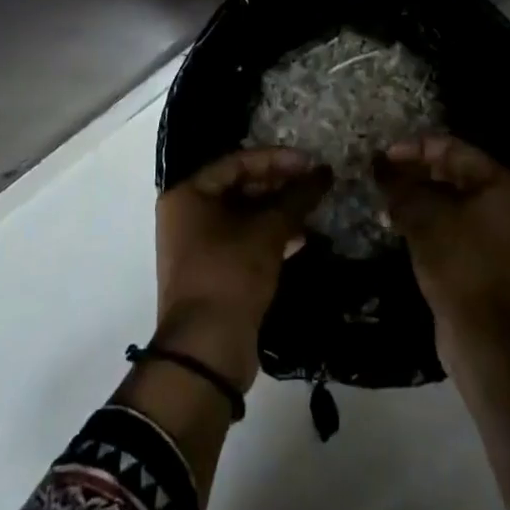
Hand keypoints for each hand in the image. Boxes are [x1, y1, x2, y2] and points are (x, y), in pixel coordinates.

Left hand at [154, 147, 330, 390]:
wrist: (206, 349)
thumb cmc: (231, 275)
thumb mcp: (267, 232)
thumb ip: (296, 198)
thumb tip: (323, 173)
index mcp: (188, 194)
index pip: (237, 162)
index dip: (276, 159)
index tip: (310, 162)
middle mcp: (186, 214)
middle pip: (239, 187)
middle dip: (279, 184)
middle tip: (314, 184)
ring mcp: (196, 244)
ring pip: (243, 215)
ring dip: (278, 210)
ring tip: (313, 208)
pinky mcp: (210, 270)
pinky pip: (242, 239)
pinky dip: (269, 235)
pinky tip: (301, 237)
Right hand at [377, 135, 509, 356]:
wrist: (482, 333)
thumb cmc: (458, 263)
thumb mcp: (423, 218)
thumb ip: (399, 186)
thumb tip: (377, 164)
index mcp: (500, 181)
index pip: (452, 148)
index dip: (413, 148)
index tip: (381, 155)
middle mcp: (503, 198)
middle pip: (451, 170)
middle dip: (412, 171)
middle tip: (378, 174)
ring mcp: (495, 226)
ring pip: (448, 197)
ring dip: (415, 194)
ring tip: (382, 196)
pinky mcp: (482, 250)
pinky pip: (450, 219)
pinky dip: (425, 216)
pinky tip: (394, 219)